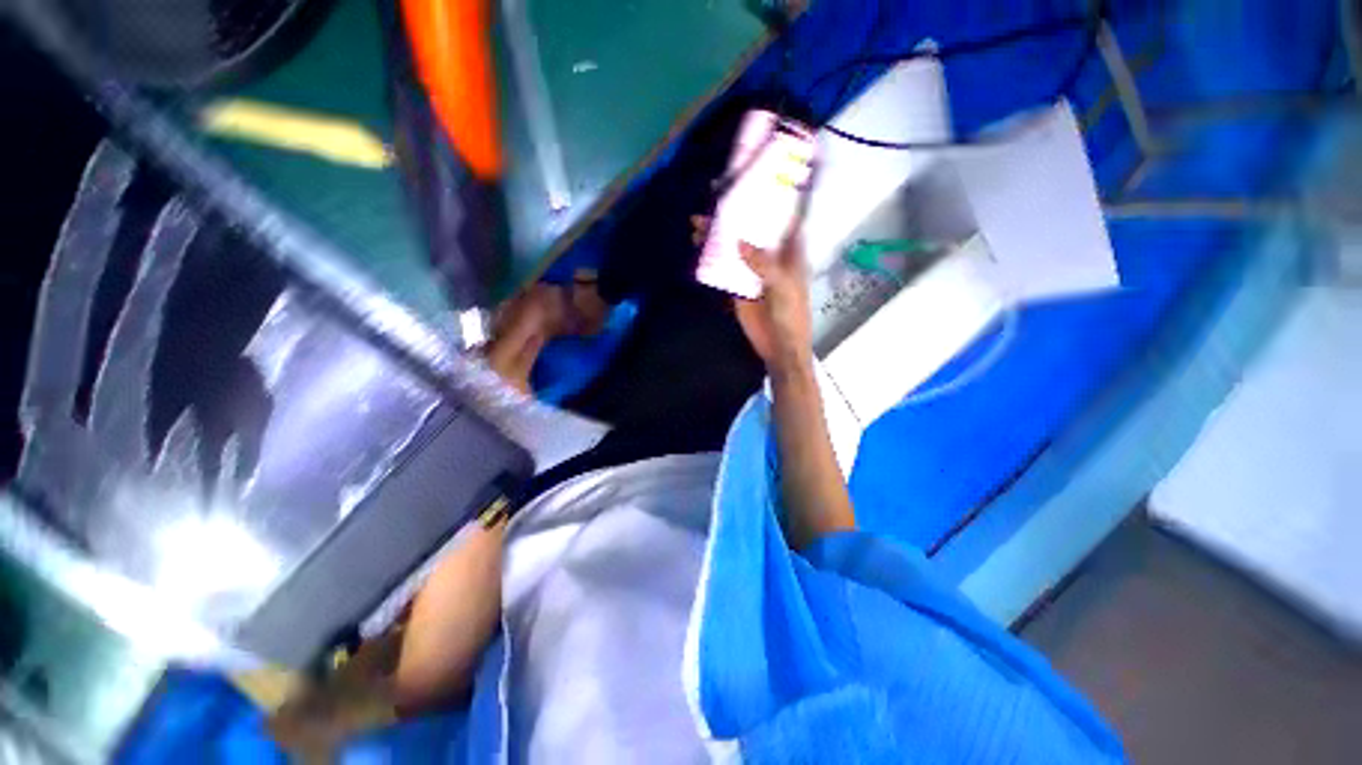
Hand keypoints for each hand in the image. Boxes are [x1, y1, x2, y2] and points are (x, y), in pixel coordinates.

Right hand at [691, 215, 812, 374]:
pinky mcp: (739, 288)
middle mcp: (771, 257)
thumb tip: (738, 241)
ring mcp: (752, 272)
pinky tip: (699, 249)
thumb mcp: (782, 286)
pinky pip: (724, 269)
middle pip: (752, 231)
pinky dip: (712, 259)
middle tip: (713, 199)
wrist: (778, 346)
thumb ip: (763, 263)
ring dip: (718, 237)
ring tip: (698, 224)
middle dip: (735, 216)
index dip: (772, 200)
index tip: (756, 181)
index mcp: (790, 253)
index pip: (783, 219)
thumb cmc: (790, 314)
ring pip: (734, 248)